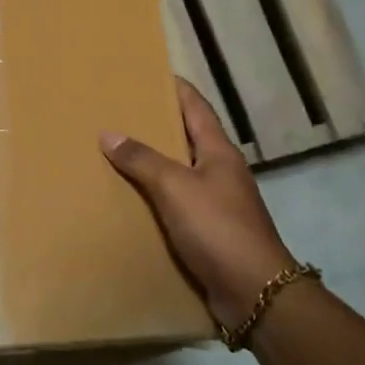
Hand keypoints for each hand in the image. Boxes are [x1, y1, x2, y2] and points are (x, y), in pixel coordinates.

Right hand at [101, 78, 295, 328]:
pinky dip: (156, 197)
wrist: (254, 292)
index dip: (175, 88)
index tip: (150, 72)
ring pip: (181, 172)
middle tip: (121, 112)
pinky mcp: (210, 231)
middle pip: (187, 137)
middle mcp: (221, 171)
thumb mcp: (175, 187)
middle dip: (157, 124)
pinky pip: (177, 204)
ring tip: (118, 153)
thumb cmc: (218, 228)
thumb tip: (109, 134)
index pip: (196, 106)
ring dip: (154, 163)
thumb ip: (142, 160)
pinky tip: (132, 200)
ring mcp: (218, 202)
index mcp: (219, 151)